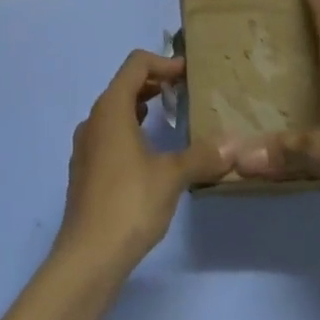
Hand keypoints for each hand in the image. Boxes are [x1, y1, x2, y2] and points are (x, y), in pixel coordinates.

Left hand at [54, 51, 231, 279]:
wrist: (87, 258)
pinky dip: (131, 130)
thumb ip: (202, 156)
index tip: (188, 73)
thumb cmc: (129, 203)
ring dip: (142, 107)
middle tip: (184, 92)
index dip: (164, 62)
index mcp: (111, 108)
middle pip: (124, 85)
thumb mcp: (172, 176)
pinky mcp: (84, 170)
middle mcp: (93, 120)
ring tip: (169, 118)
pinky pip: (109, 135)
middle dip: (155, 83)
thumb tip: (234, 144)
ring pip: (115, 111)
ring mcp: (85, 146)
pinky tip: (149, 153)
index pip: (136, 65)